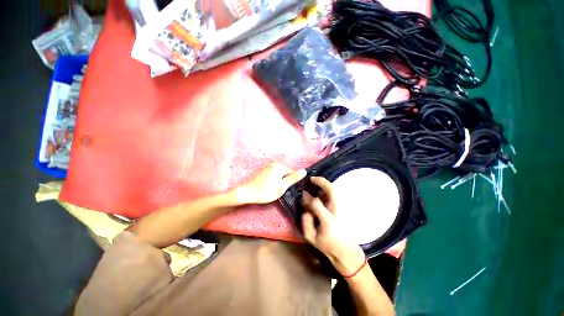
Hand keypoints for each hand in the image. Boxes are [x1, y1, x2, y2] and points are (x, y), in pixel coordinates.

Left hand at [235, 163, 306, 204]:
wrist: (247, 193)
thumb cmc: (265, 191)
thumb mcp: (282, 186)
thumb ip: (293, 178)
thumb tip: (305, 171)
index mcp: (280, 166)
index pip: (293, 173)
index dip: (291, 183)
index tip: (286, 190)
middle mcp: (275, 164)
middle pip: (286, 174)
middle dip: (285, 182)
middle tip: (279, 191)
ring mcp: (269, 167)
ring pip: (281, 175)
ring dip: (280, 182)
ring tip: (274, 189)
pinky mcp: (265, 171)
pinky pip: (275, 175)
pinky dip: (275, 181)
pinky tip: (270, 187)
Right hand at [301, 177, 365, 275]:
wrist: (347, 252)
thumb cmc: (328, 246)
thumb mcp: (312, 237)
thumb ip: (306, 222)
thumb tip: (305, 209)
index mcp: (328, 219)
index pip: (316, 202)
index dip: (309, 198)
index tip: (304, 195)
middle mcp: (337, 211)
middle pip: (332, 190)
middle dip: (321, 182)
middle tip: (312, 179)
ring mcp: (342, 208)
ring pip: (336, 191)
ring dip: (326, 184)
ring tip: (316, 182)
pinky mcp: (344, 209)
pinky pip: (337, 195)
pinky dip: (330, 190)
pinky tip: (323, 191)